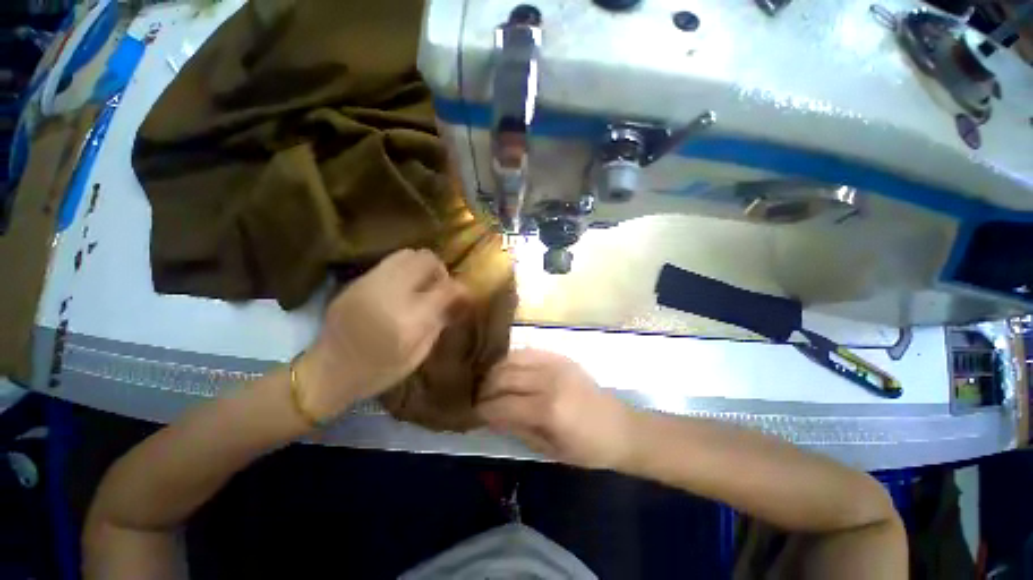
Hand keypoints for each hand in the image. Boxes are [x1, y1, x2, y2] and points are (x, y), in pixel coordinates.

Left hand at [298, 249, 468, 420]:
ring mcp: (369, 284)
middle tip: (439, 288)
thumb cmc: (377, 372)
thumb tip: (460, 300)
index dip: (460, 288)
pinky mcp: (356, 281)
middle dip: (440, 270)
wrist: (325, 372)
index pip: (446, 288)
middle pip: (426, 259)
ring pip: (407, 254)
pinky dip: (403, 270)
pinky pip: (389, 262)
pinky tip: (401, 288)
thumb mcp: (417, 354)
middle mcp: (389, 294)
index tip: (464, 295)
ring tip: (421, 285)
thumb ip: (440, 322)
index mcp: (409, 320)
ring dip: (421, 266)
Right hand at [476, 349, 635, 469]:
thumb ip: (516, 428)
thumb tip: (489, 415)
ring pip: (512, 359)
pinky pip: (527, 351)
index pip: (503, 404)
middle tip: (473, 395)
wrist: (620, 426)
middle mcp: (549, 380)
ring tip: (485, 380)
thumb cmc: (587, 448)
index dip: (482, 409)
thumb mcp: (548, 449)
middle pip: (503, 377)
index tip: (470, 412)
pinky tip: (504, 368)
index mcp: (548, 410)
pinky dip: (511, 359)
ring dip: (494, 370)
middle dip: (483, 387)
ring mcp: (555, 363)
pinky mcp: (559, 356)